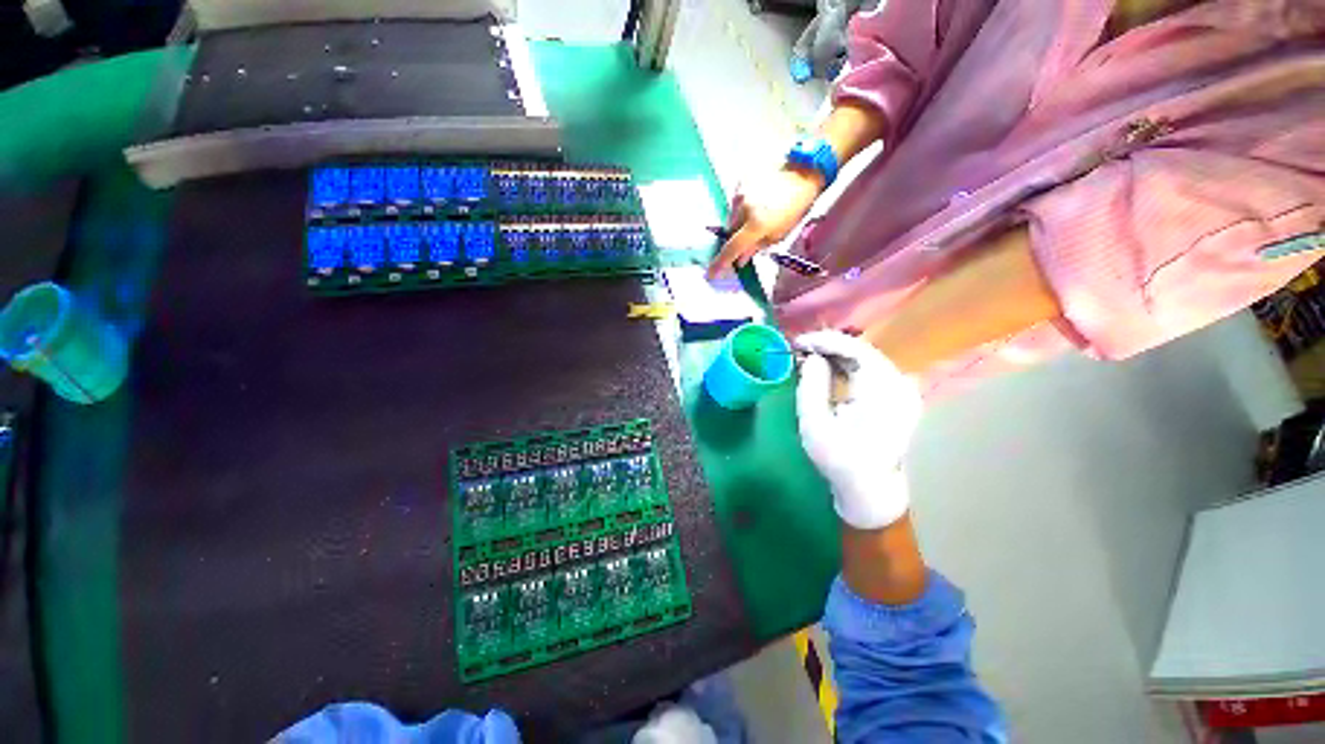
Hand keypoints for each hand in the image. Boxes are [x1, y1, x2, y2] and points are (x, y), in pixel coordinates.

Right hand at [707, 165, 823, 277]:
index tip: (711, 274)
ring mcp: (740, 193)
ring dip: (740, 221)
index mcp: (755, 225)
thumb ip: (756, 247)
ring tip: (759, 214)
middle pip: (731, 232)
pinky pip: (735, 201)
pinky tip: (757, 201)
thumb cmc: (795, 206)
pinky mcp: (741, 181)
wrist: (803, 171)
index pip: (732, 249)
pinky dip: (742, 206)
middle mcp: (743, 209)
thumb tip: (740, 260)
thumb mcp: (779, 234)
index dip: (720, 263)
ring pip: (732, 217)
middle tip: (751, 237)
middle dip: (737, 238)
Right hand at [795, 330, 922, 528]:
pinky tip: (828, 370)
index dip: (824, 341)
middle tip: (800, 349)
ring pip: (866, 359)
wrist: (871, 489)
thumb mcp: (814, 423)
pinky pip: (870, 371)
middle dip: (828, 347)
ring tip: (808, 357)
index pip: (855, 349)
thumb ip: (811, 385)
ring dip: (836, 356)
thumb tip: (811, 358)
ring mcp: (901, 390)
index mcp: (882, 390)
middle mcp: (898, 384)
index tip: (798, 342)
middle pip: (862, 351)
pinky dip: (847, 367)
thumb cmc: (840, 459)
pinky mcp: (897, 397)